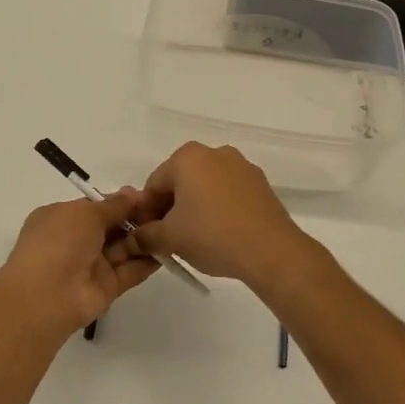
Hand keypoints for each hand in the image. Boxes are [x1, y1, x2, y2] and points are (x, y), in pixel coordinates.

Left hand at [0, 192, 159, 341]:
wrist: (46, 297)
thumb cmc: (59, 243)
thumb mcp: (85, 213)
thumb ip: (113, 205)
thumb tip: (133, 194)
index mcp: (61, 218)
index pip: (96, 206)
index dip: (120, 201)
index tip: (148, 196)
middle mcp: (75, 240)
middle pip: (112, 226)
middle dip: (136, 218)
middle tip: (166, 210)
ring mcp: (91, 265)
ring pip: (123, 248)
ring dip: (144, 237)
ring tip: (172, 227)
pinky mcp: (106, 287)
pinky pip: (130, 271)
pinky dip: (147, 261)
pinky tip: (168, 250)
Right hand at [121, 143, 313, 287]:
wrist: (271, 251)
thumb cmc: (212, 236)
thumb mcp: (170, 239)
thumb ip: (145, 236)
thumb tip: (133, 239)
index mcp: (188, 157)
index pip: (153, 184)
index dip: (145, 212)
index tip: (147, 236)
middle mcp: (215, 152)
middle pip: (180, 182)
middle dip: (170, 208)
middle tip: (168, 239)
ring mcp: (241, 166)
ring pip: (205, 187)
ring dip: (194, 208)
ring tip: (194, 239)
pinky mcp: (260, 184)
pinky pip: (228, 193)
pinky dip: (217, 209)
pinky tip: (219, 234)